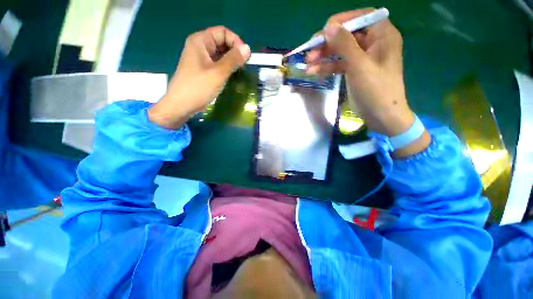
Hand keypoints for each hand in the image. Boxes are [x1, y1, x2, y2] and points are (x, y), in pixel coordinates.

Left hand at [148, 26, 250, 128]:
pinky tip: (231, 75)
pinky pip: (217, 63)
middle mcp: (200, 46)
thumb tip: (248, 48)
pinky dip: (225, 67)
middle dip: (234, 51)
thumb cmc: (199, 87)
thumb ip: (233, 59)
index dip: (236, 41)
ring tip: (239, 71)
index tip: (245, 57)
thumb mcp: (218, 73)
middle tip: (243, 66)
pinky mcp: (202, 69)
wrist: (182, 105)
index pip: (223, 32)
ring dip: (231, 60)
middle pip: (221, 42)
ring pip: (220, 54)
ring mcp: (200, 58)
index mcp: (200, 41)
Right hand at [307, 8, 429, 156]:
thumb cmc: (376, 90)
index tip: (324, 31)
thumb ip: (344, 44)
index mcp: (382, 35)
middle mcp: (373, 43)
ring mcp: (362, 58)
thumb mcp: (359, 65)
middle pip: (347, 35)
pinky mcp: (354, 71)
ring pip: (340, 50)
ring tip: (308, 63)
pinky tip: (313, 71)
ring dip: (323, 56)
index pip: (362, 17)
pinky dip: (327, 67)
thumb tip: (328, 27)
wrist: (380, 116)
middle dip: (327, 43)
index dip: (342, 20)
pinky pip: (339, 64)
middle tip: (310, 51)